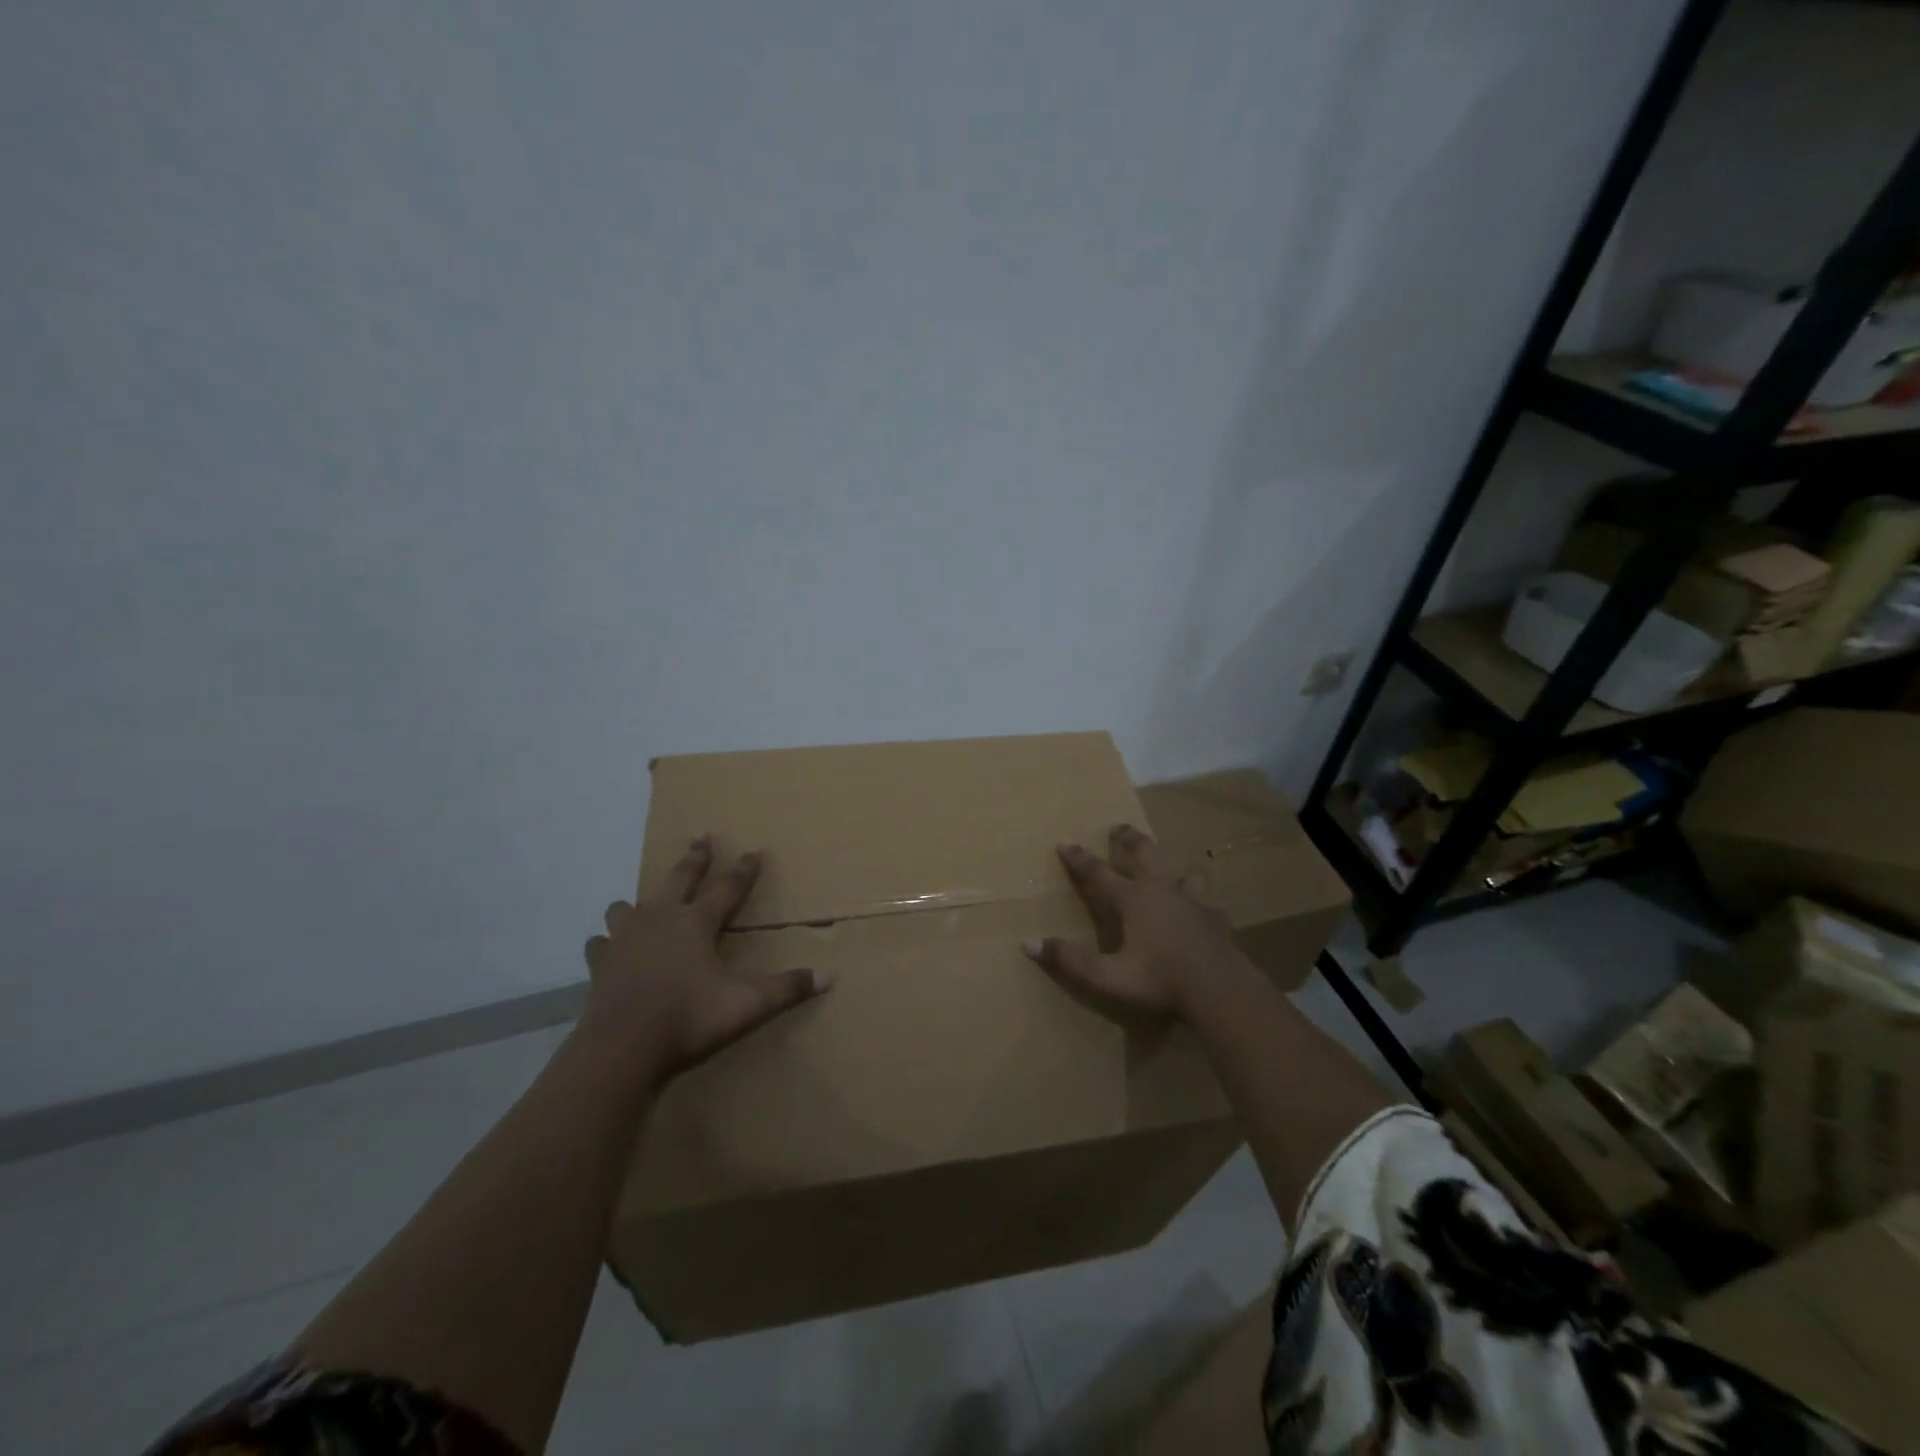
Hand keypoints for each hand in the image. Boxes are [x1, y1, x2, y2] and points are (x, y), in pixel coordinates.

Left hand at [577, 836, 830, 1092]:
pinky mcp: (600, 963)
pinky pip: (601, 943)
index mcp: (697, 923)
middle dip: (694, 859)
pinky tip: (608, 948)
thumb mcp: (745, 1005)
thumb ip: (786, 989)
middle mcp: (661, 919)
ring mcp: (625, 938)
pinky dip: (607, 942)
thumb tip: (830, 976)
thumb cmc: (687, 1019)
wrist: (620, 1048)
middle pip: (680, 879)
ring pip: (629, 906)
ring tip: (642, 903)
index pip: (728, 888)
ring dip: (639, 902)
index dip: (744, 870)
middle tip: (701, 838)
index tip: (754, 850)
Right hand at [1022, 824, 1243, 1019]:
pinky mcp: (1216, 919)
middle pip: (1144, 854)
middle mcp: (1162, 891)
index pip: (1098, 872)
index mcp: (1133, 900)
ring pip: (1184, 871)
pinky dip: (1204, 903)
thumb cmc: (1159, 981)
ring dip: (1175, 865)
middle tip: (1119, 827)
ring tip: (1173, 865)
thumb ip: (1069, 959)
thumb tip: (1028, 943)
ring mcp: (1193, 902)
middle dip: (1128, 839)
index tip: (1065, 844)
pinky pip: (1210, 904)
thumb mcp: (1107, 976)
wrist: (1219, 990)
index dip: (1079, 859)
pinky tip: (1207, 910)